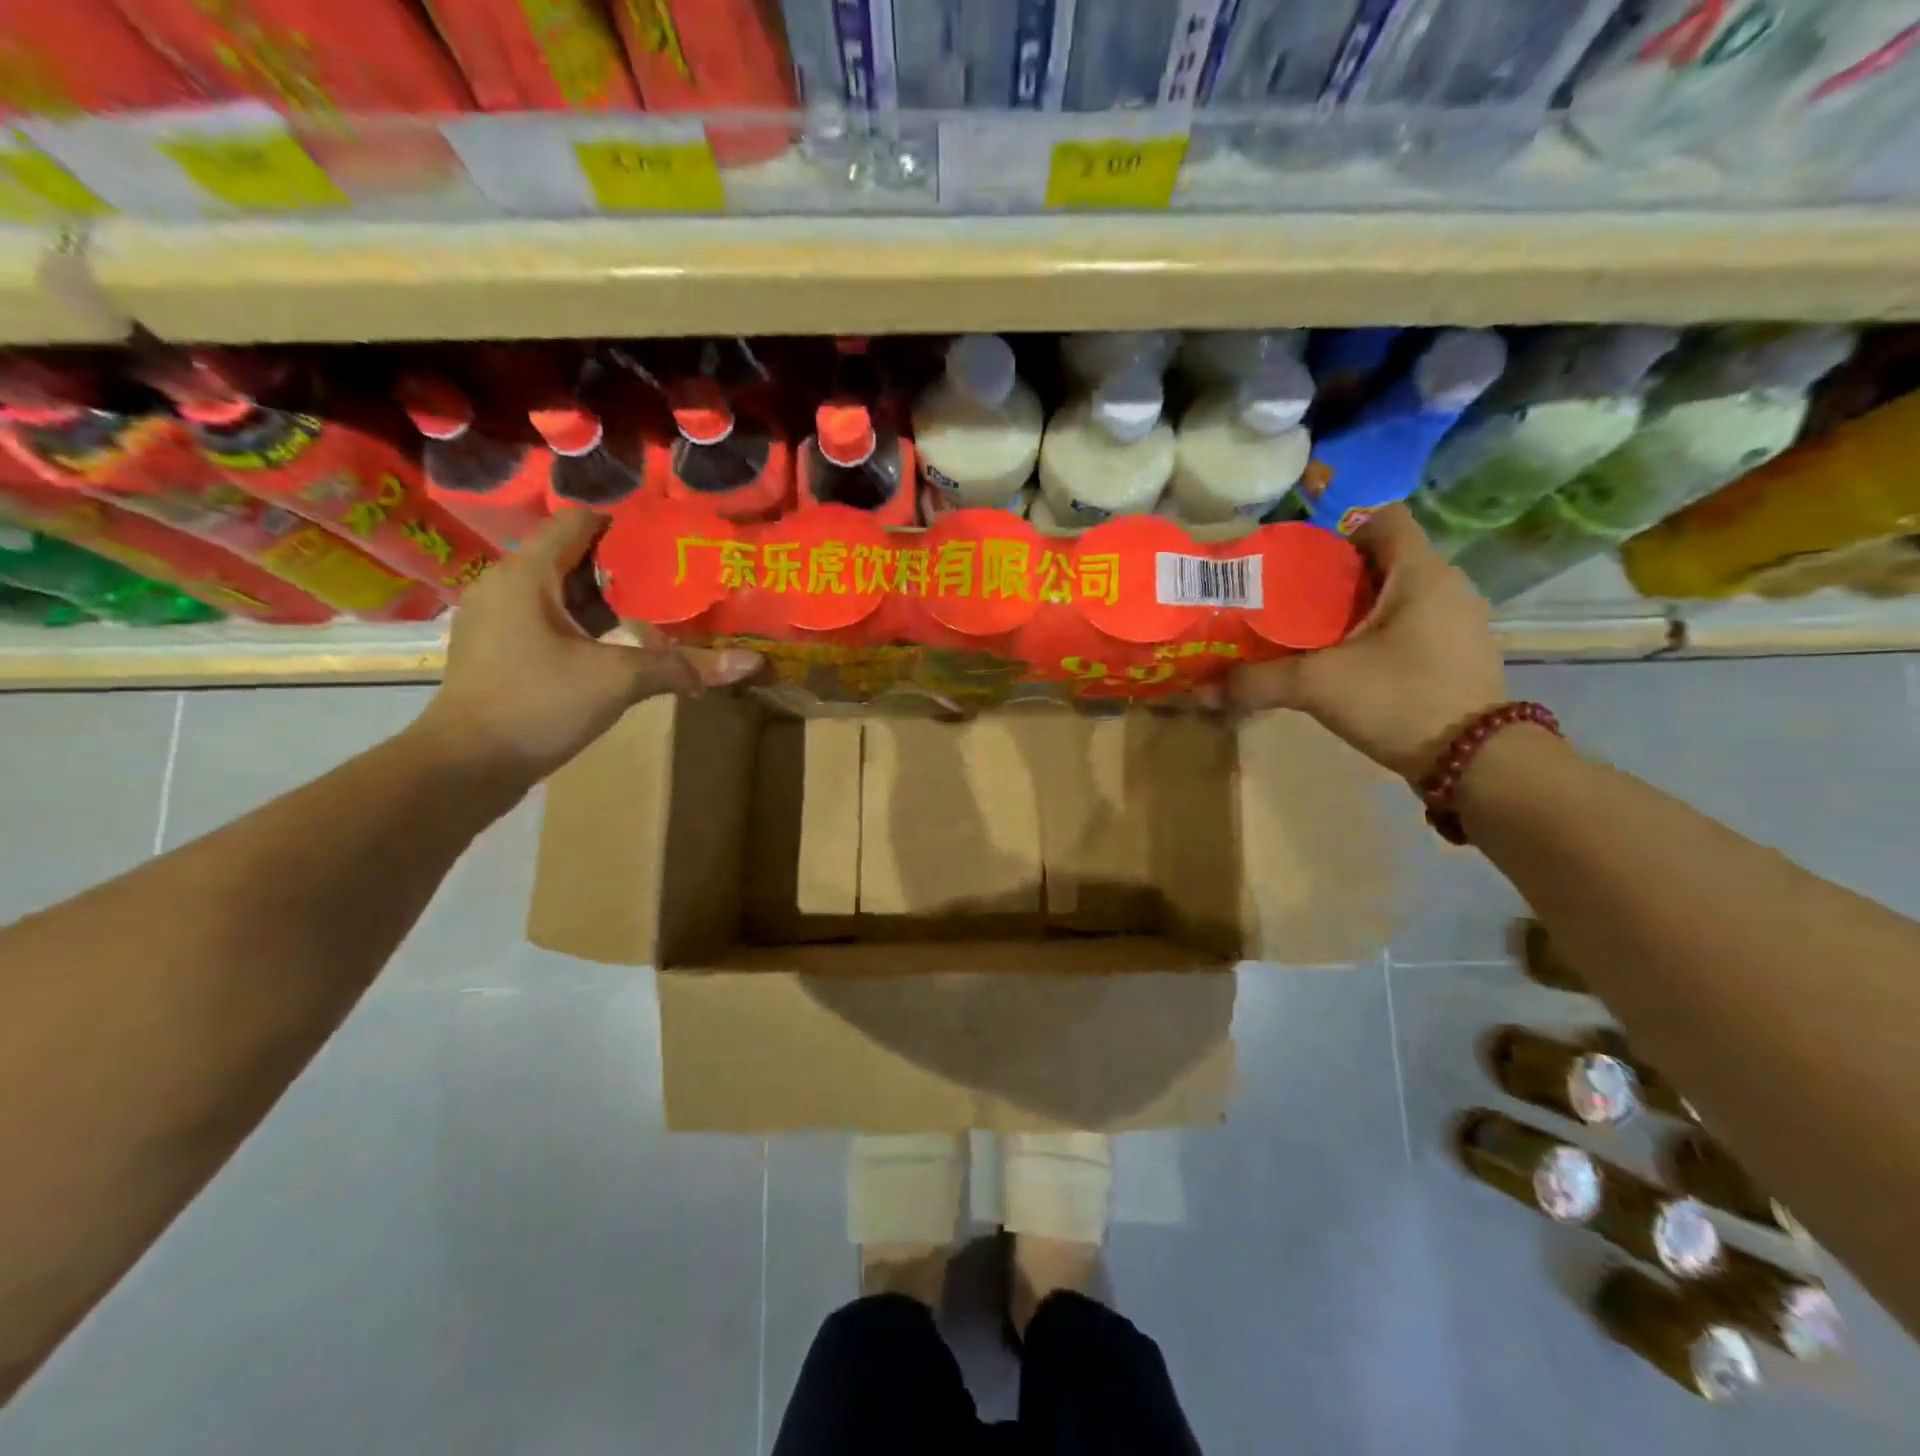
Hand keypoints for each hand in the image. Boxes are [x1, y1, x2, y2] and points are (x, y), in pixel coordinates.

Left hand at [413, 510, 759, 780]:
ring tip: (658, 612)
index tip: (670, 543)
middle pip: (573, 557)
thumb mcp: (617, 680)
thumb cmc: (537, 705)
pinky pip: (550, 621)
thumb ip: (682, 665)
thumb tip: (750, 663)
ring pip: (562, 593)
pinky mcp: (502, 652)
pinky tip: (621, 647)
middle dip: (626, 569)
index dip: (625, 526)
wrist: (465, 767)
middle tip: (676, 581)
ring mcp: (500, 621)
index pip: (578, 523)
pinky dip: (587, 626)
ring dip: (608, 601)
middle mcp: (506, 586)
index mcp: (526, 574)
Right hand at [1231, 505, 1507, 781]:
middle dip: (1335, 576)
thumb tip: (1202, 690)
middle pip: (1384, 559)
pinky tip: (1346, 663)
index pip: (1384, 519)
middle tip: (1289, 602)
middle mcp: (1446, 587)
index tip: (1300, 562)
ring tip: (1311, 634)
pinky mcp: (1456, 655)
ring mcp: (1457, 622)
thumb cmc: (1401, 699)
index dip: (1339, 530)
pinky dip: (1376, 634)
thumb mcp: (1319, 686)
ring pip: (1396, 595)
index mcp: (1421, 573)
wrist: (1475, 763)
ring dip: (1355, 608)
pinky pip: (1409, 625)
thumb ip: (1258, 682)